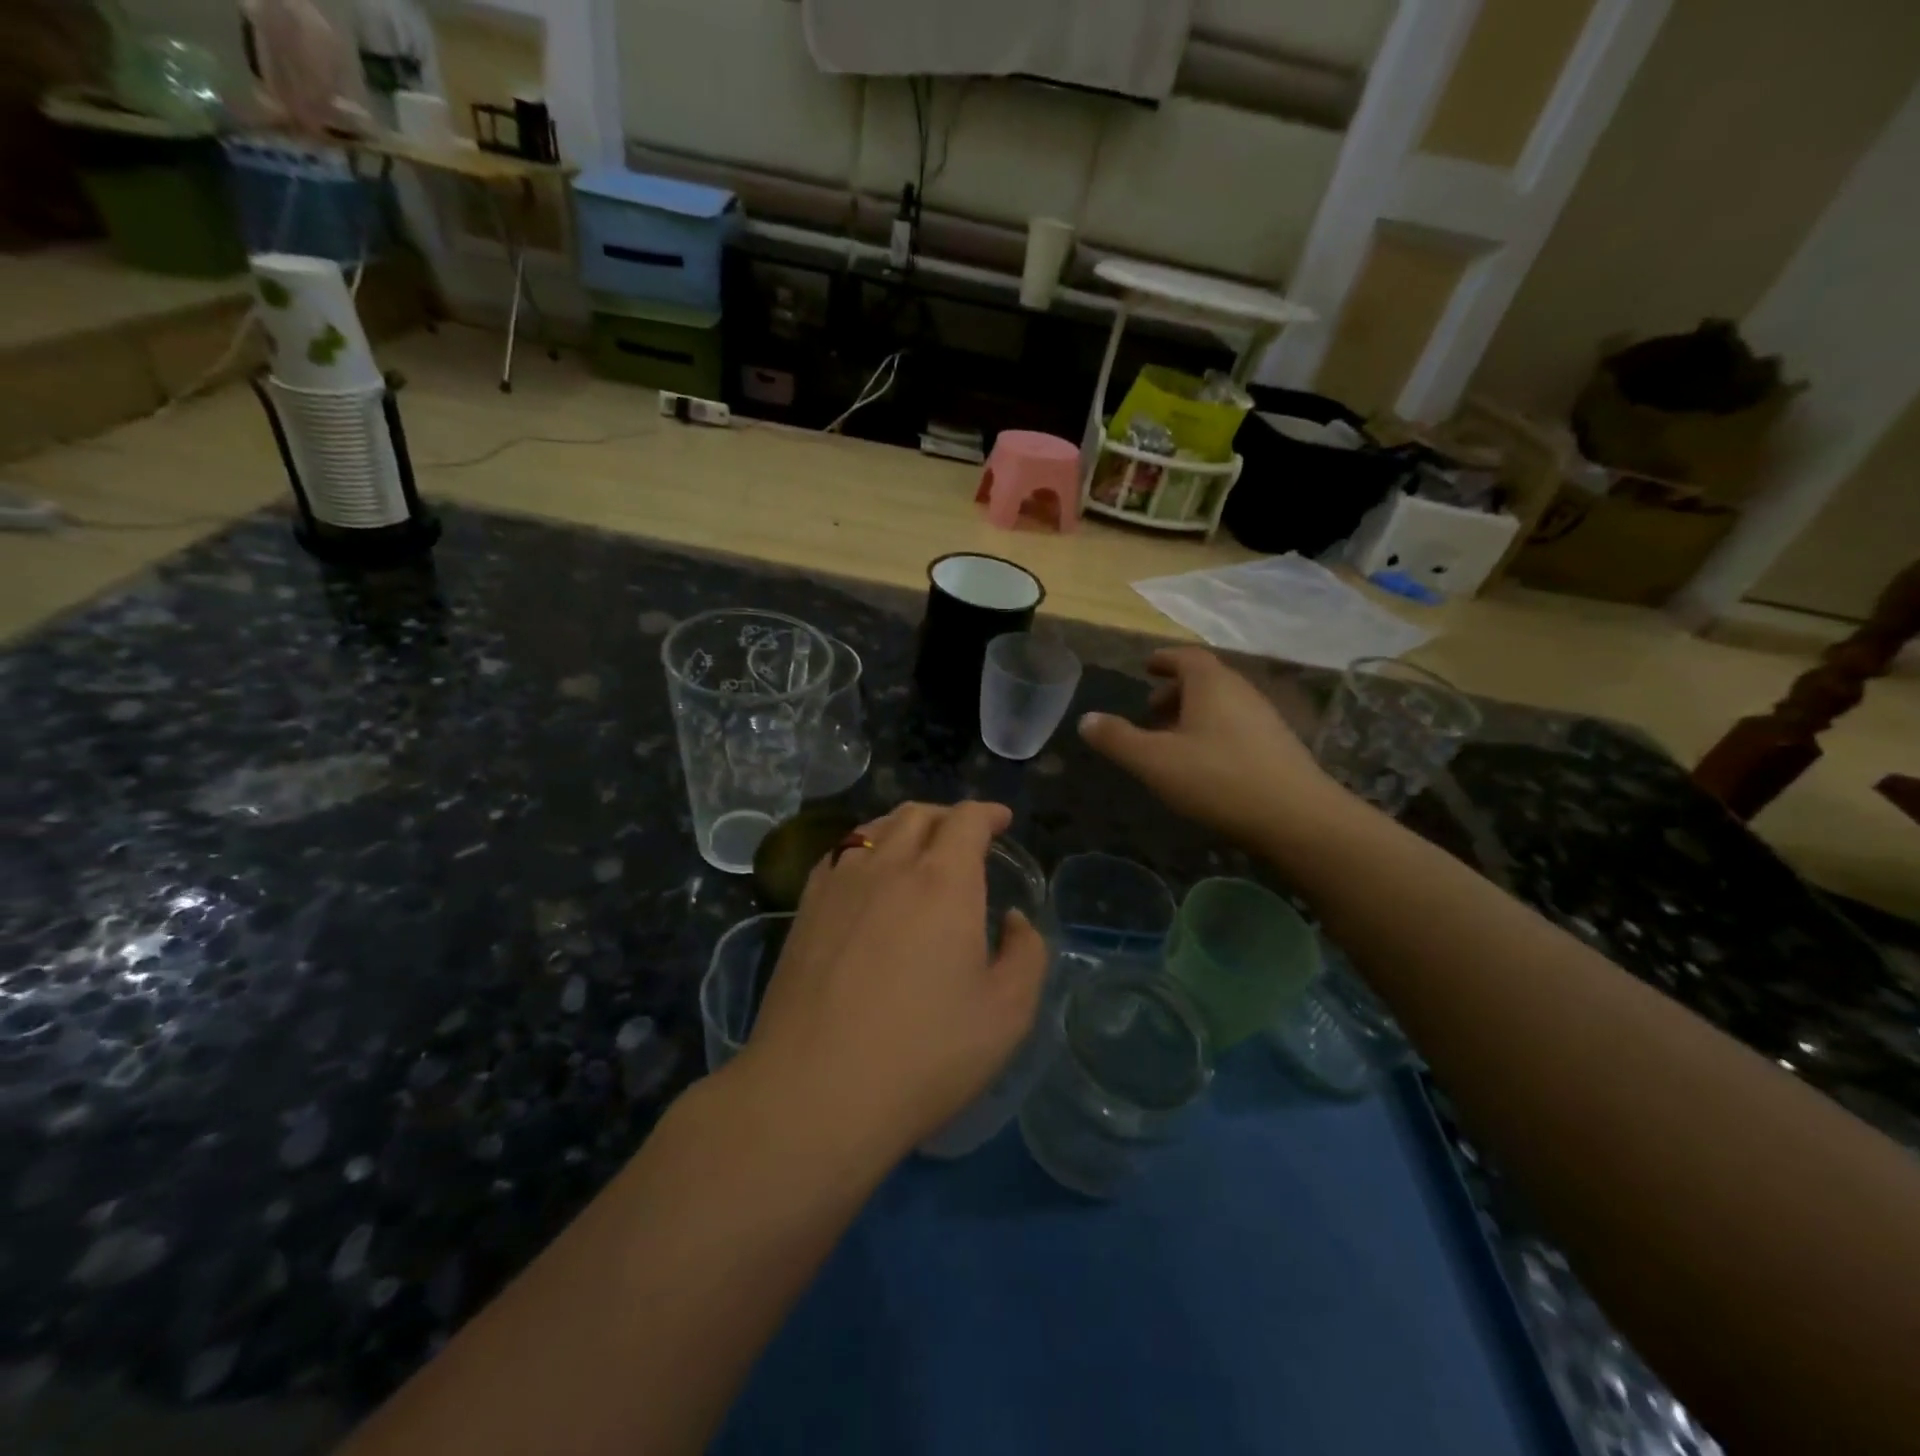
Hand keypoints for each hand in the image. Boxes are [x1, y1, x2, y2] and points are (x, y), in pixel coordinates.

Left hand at [735, 801, 1048, 1162]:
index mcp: (943, 882)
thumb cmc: (924, 1054)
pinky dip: (865, 848)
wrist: (815, 1092)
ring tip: (919, 848)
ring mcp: (839, 884)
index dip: (988, 813)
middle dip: (949, 816)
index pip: (966, 820)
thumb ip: (1025, 954)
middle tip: (966, 838)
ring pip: (875, 829)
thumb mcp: (1006, 1014)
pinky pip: (839, 855)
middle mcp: (889, 867)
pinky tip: (868, 875)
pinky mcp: (805, 909)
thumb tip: (1013, 920)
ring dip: (905, 827)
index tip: (1002, 822)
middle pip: (918, 814)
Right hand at [1078, 647, 1354, 846]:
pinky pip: (1237, 726)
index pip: (1186, 657)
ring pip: (1222, 705)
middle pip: (1205, 680)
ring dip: (1194, 714)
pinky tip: (1204, 763)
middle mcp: (1242, 691)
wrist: (1296, 817)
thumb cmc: (1217, 779)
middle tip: (1150, 710)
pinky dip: (1214, 732)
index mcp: (1212, 684)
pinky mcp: (1279, 746)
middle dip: (1175, 690)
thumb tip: (1085, 719)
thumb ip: (1117, 739)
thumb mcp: (1154, 761)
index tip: (1146, 667)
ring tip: (1172, 740)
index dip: (1164, 659)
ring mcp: (1265, 718)